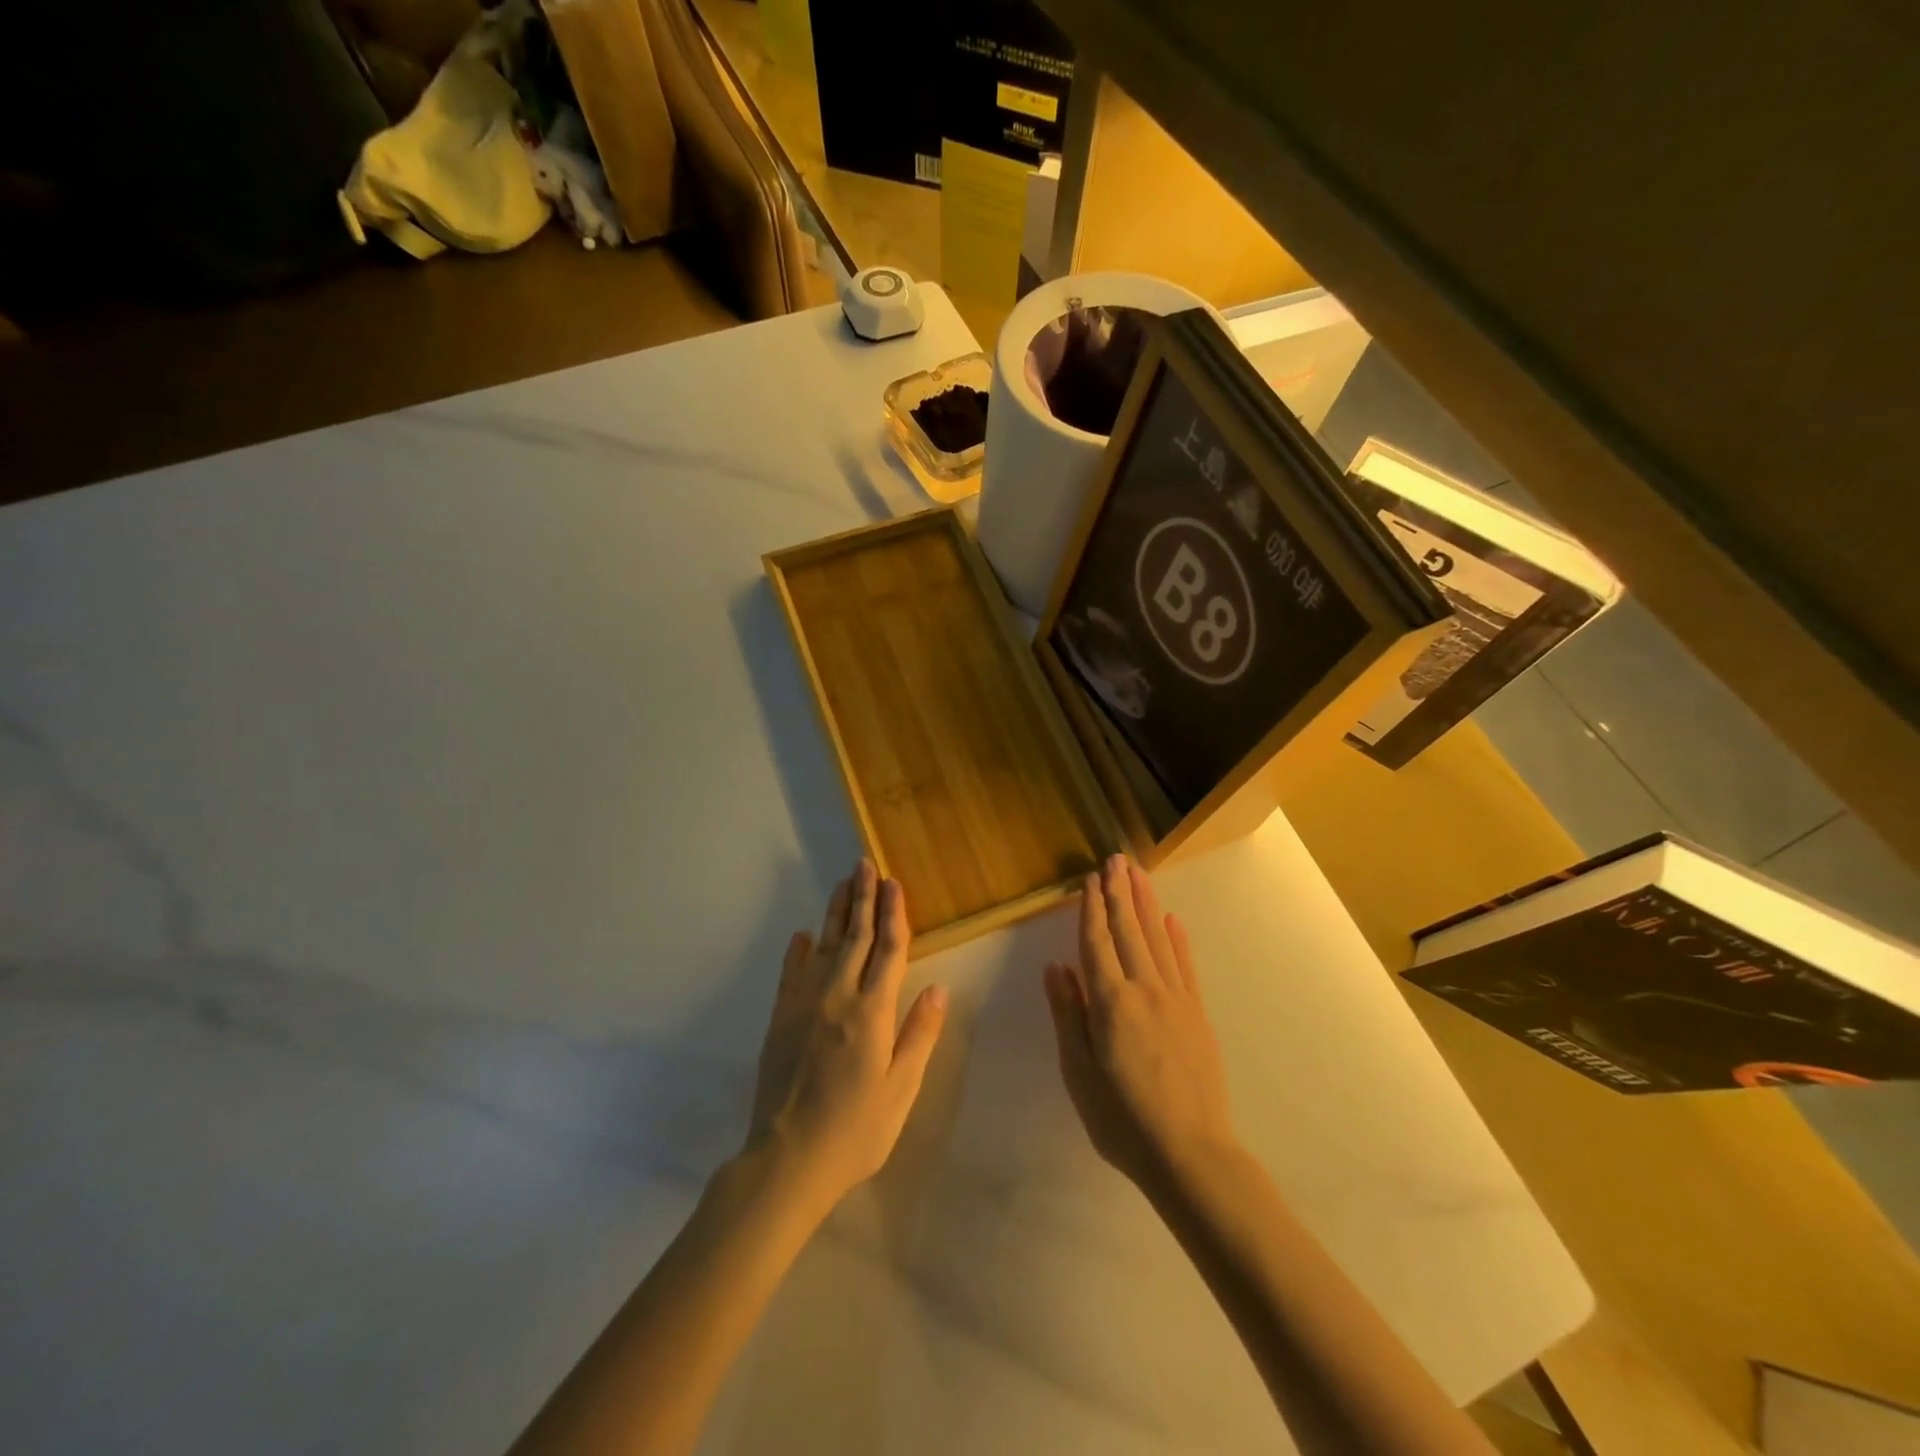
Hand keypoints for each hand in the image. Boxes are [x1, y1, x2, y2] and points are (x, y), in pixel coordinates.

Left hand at [744, 859, 948, 1213]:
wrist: (787, 1159)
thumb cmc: (855, 1131)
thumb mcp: (900, 1090)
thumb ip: (919, 1035)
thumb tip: (939, 988)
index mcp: (873, 1012)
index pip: (888, 950)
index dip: (894, 914)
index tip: (894, 883)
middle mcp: (838, 996)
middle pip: (855, 936)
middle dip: (863, 898)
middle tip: (865, 864)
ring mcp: (804, 1005)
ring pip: (823, 945)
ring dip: (834, 912)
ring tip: (842, 883)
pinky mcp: (780, 1018)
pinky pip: (791, 972)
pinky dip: (798, 950)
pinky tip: (802, 935)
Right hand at [1044, 855, 1237, 1192]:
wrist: (1190, 1153)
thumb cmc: (1122, 1118)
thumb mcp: (1078, 1072)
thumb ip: (1068, 1014)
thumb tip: (1056, 967)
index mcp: (1110, 1002)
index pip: (1097, 942)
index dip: (1091, 909)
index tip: (1089, 879)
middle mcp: (1144, 989)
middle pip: (1128, 931)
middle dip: (1120, 892)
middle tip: (1116, 859)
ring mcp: (1176, 999)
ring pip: (1158, 939)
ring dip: (1146, 904)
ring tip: (1139, 874)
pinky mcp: (1197, 1014)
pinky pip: (1185, 966)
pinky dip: (1178, 940)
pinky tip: (1172, 920)